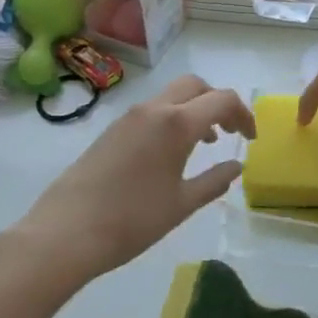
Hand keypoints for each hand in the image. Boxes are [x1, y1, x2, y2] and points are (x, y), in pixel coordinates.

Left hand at [12, 74, 255, 284]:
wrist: (66, 232)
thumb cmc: (133, 220)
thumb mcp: (182, 204)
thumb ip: (214, 181)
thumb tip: (236, 167)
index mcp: (176, 123)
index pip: (222, 100)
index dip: (244, 115)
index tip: (250, 139)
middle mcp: (153, 110)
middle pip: (195, 86)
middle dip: (218, 102)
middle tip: (231, 132)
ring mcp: (128, 118)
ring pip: (171, 96)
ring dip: (194, 110)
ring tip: (205, 143)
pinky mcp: (111, 130)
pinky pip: (152, 111)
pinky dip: (172, 119)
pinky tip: (172, 153)